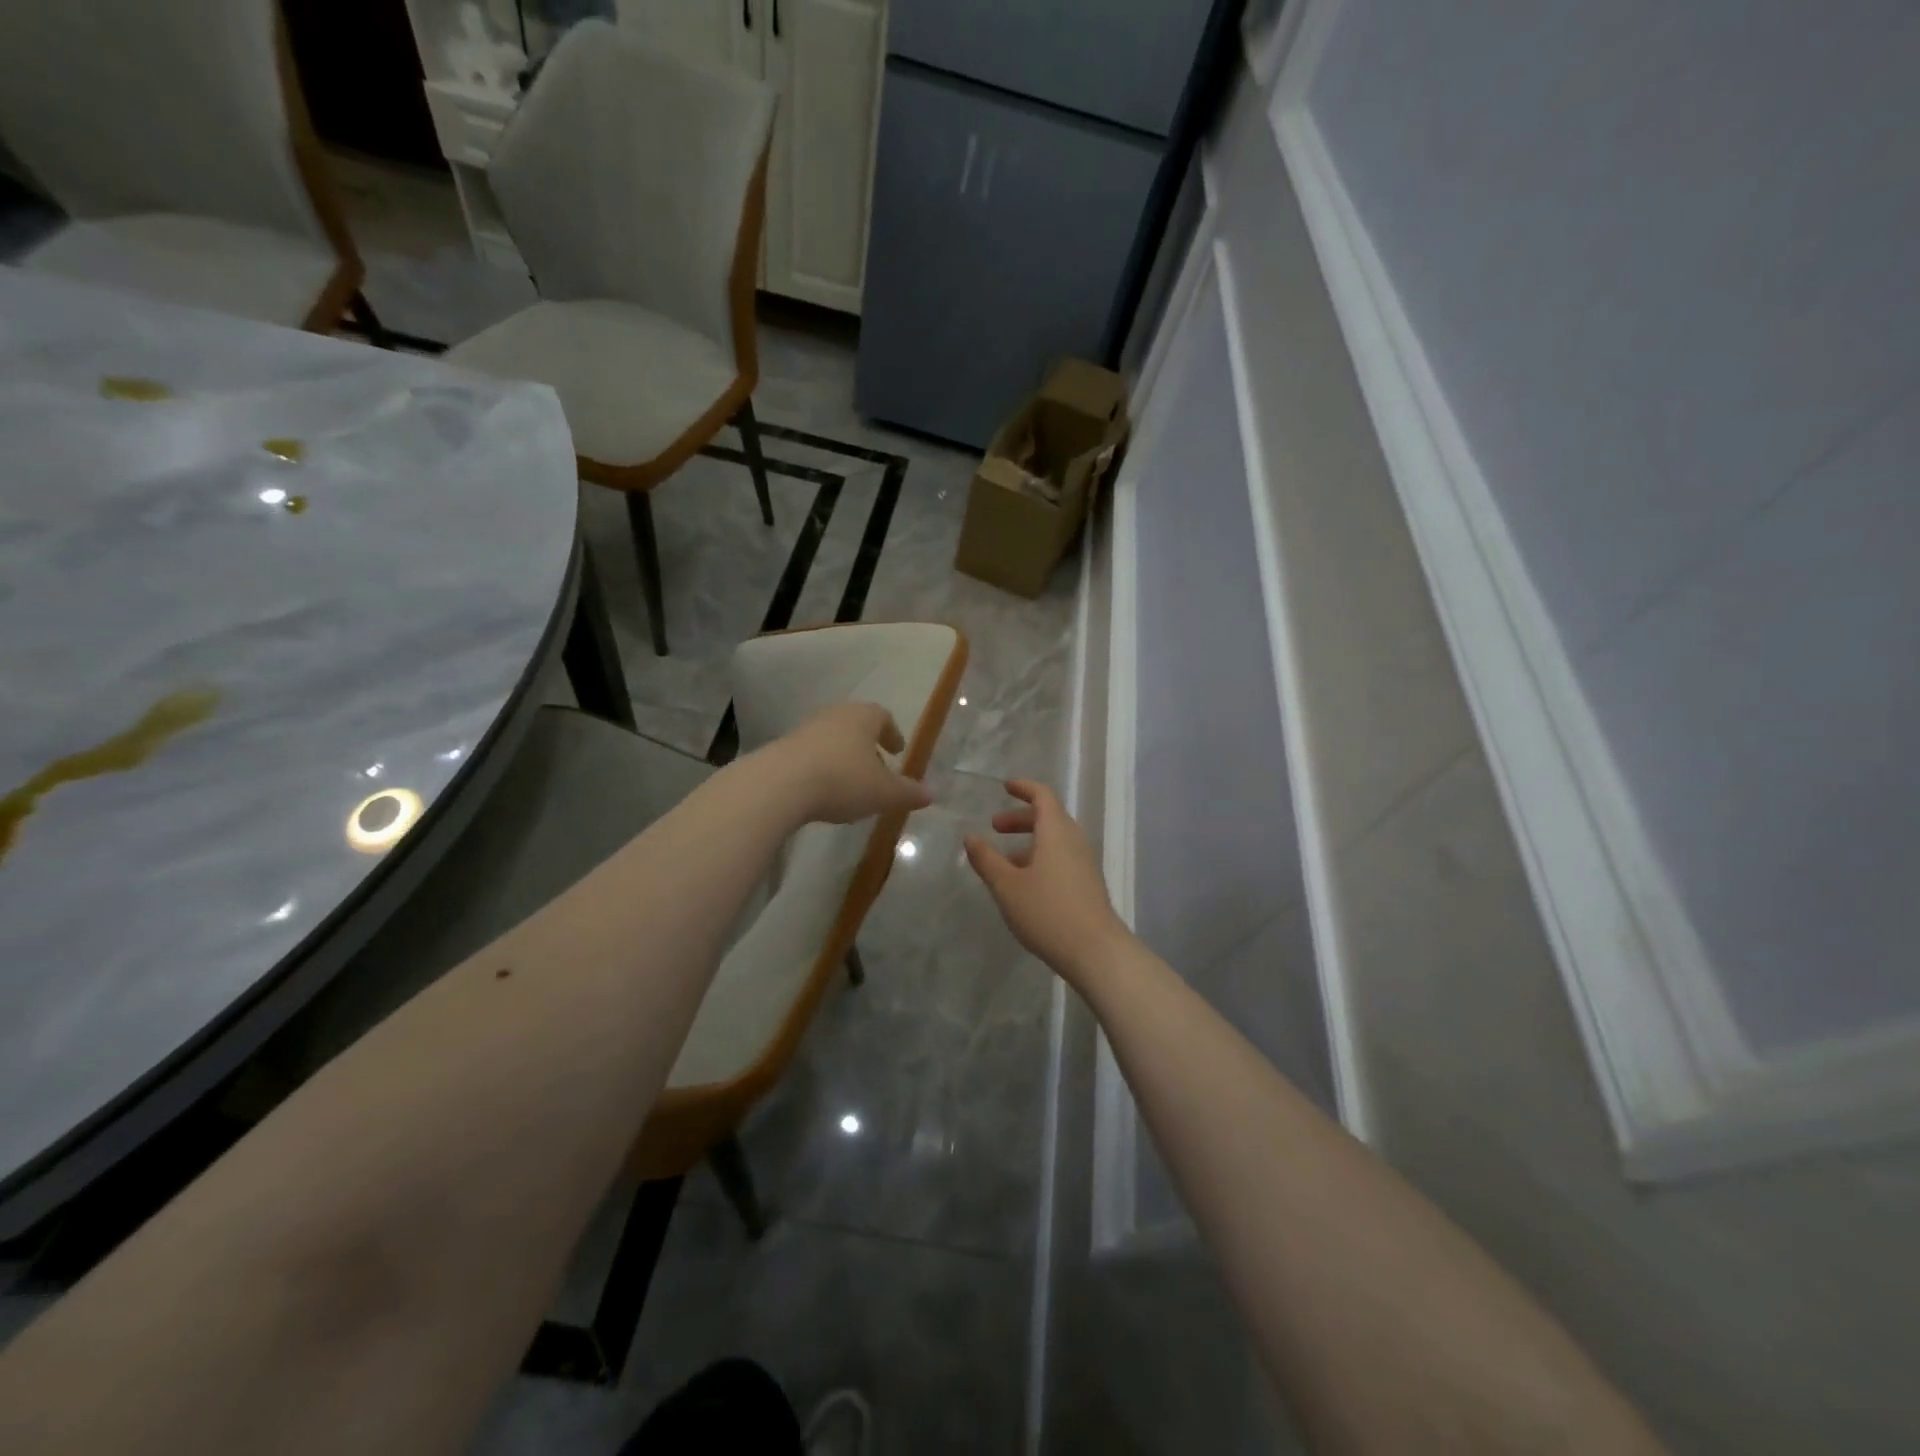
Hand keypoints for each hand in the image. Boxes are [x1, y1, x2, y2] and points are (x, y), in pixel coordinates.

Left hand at [764, 701, 932, 825]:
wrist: (779, 785)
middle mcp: (834, 715)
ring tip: (850, 783)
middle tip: (877, 768)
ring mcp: (805, 729)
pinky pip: (810, 754)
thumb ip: (908, 793)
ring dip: (843, 757)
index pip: (883, 716)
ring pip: (832, 739)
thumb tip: (931, 793)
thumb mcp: (884, 793)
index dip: (893, 733)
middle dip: (867, 746)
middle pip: (856, 725)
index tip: (898, 750)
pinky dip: (821, 767)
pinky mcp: (782, 748)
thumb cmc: (842, 780)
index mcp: (863, 717)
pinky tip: (823, 790)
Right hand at [965, 780, 1131, 984]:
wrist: (1096, 952)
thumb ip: (987, 859)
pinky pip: (1062, 858)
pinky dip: (1042, 858)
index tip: (1005, 787)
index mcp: (1056, 832)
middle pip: (1049, 817)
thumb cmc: (1047, 912)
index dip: (1024, 788)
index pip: (1043, 796)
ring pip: (1056, 840)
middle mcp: (1074, 841)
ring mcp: (1085, 863)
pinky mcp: (1088, 884)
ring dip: (1030, 842)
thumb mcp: (1007, 886)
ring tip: (1004, 862)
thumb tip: (970, 837)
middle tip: (995, 828)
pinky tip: (1025, 884)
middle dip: (1021, 818)